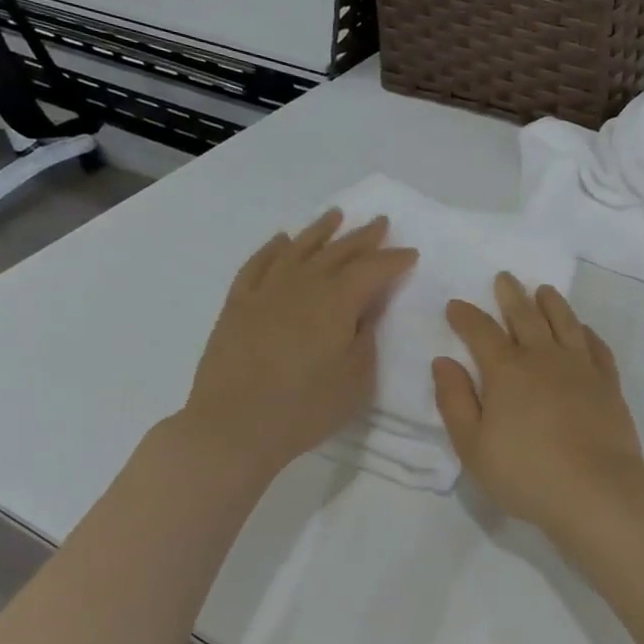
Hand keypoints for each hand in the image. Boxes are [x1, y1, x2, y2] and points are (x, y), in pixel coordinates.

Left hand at [177, 209, 415, 473]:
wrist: (233, 427)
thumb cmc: (306, 408)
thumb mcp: (357, 378)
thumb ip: (366, 336)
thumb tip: (365, 308)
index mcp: (337, 301)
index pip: (373, 269)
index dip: (394, 259)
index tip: (410, 253)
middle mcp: (303, 285)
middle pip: (338, 252)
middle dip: (363, 237)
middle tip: (380, 223)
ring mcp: (265, 292)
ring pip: (298, 249)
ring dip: (320, 231)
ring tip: (335, 215)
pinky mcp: (237, 305)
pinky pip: (257, 265)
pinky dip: (272, 249)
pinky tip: (281, 240)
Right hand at [432, 274, 643, 535]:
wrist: (597, 490)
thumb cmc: (526, 473)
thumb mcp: (473, 446)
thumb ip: (455, 401)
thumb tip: (443, 361)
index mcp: (506, 371)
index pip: (481, 332)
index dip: (466, 316)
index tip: (456, 305)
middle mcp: (544, 358)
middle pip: (525, 316)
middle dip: (511, 295)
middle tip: (505, 278)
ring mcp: (580, 367)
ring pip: (564, 323)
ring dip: (551, 303)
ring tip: (543, 290)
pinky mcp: (608, 383)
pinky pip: (596, 347)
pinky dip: (586, 332)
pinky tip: (582, 329)